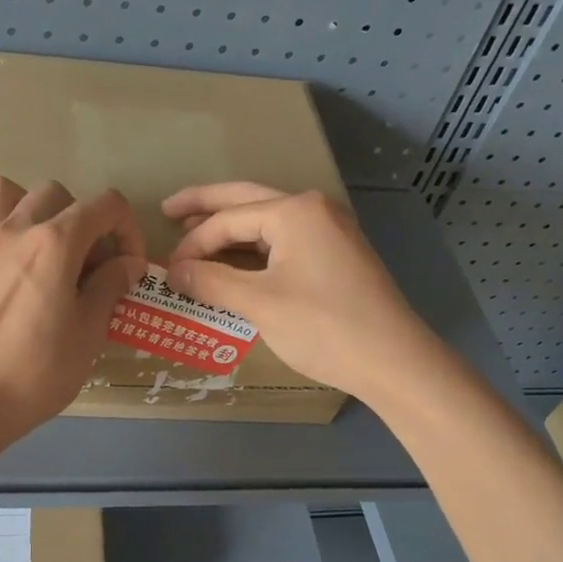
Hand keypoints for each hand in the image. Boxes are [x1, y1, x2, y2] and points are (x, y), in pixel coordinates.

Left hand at [0, 177, 145, 447]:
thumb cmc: (37, 374)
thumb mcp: (89, 334)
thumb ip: (110, 288)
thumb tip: (128, 263)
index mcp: (55, 244)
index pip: (104, 205)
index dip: (126, 227)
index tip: (127, 264)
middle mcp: (12, 231)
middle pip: (52, 193)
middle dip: (77, 219)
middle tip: (80, 263)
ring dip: (19, 207)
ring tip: (27, 242)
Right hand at [163, 182, 434, 401]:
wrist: (394, 361)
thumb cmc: (324, 327)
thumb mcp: (259, 304)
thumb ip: (211, 282)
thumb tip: (173, 271)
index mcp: (295, 211)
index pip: (229, 218)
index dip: (193, 243)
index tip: (168, 269)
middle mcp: (314, 210)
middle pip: (247, 201)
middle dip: (207, 206)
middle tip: (169, 209)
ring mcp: (331, 231)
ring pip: (268, 223)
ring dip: (232, 229)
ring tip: (196, 236)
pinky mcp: (337, 256)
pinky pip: (285, 242)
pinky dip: (256, 250)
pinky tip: (237, 262)